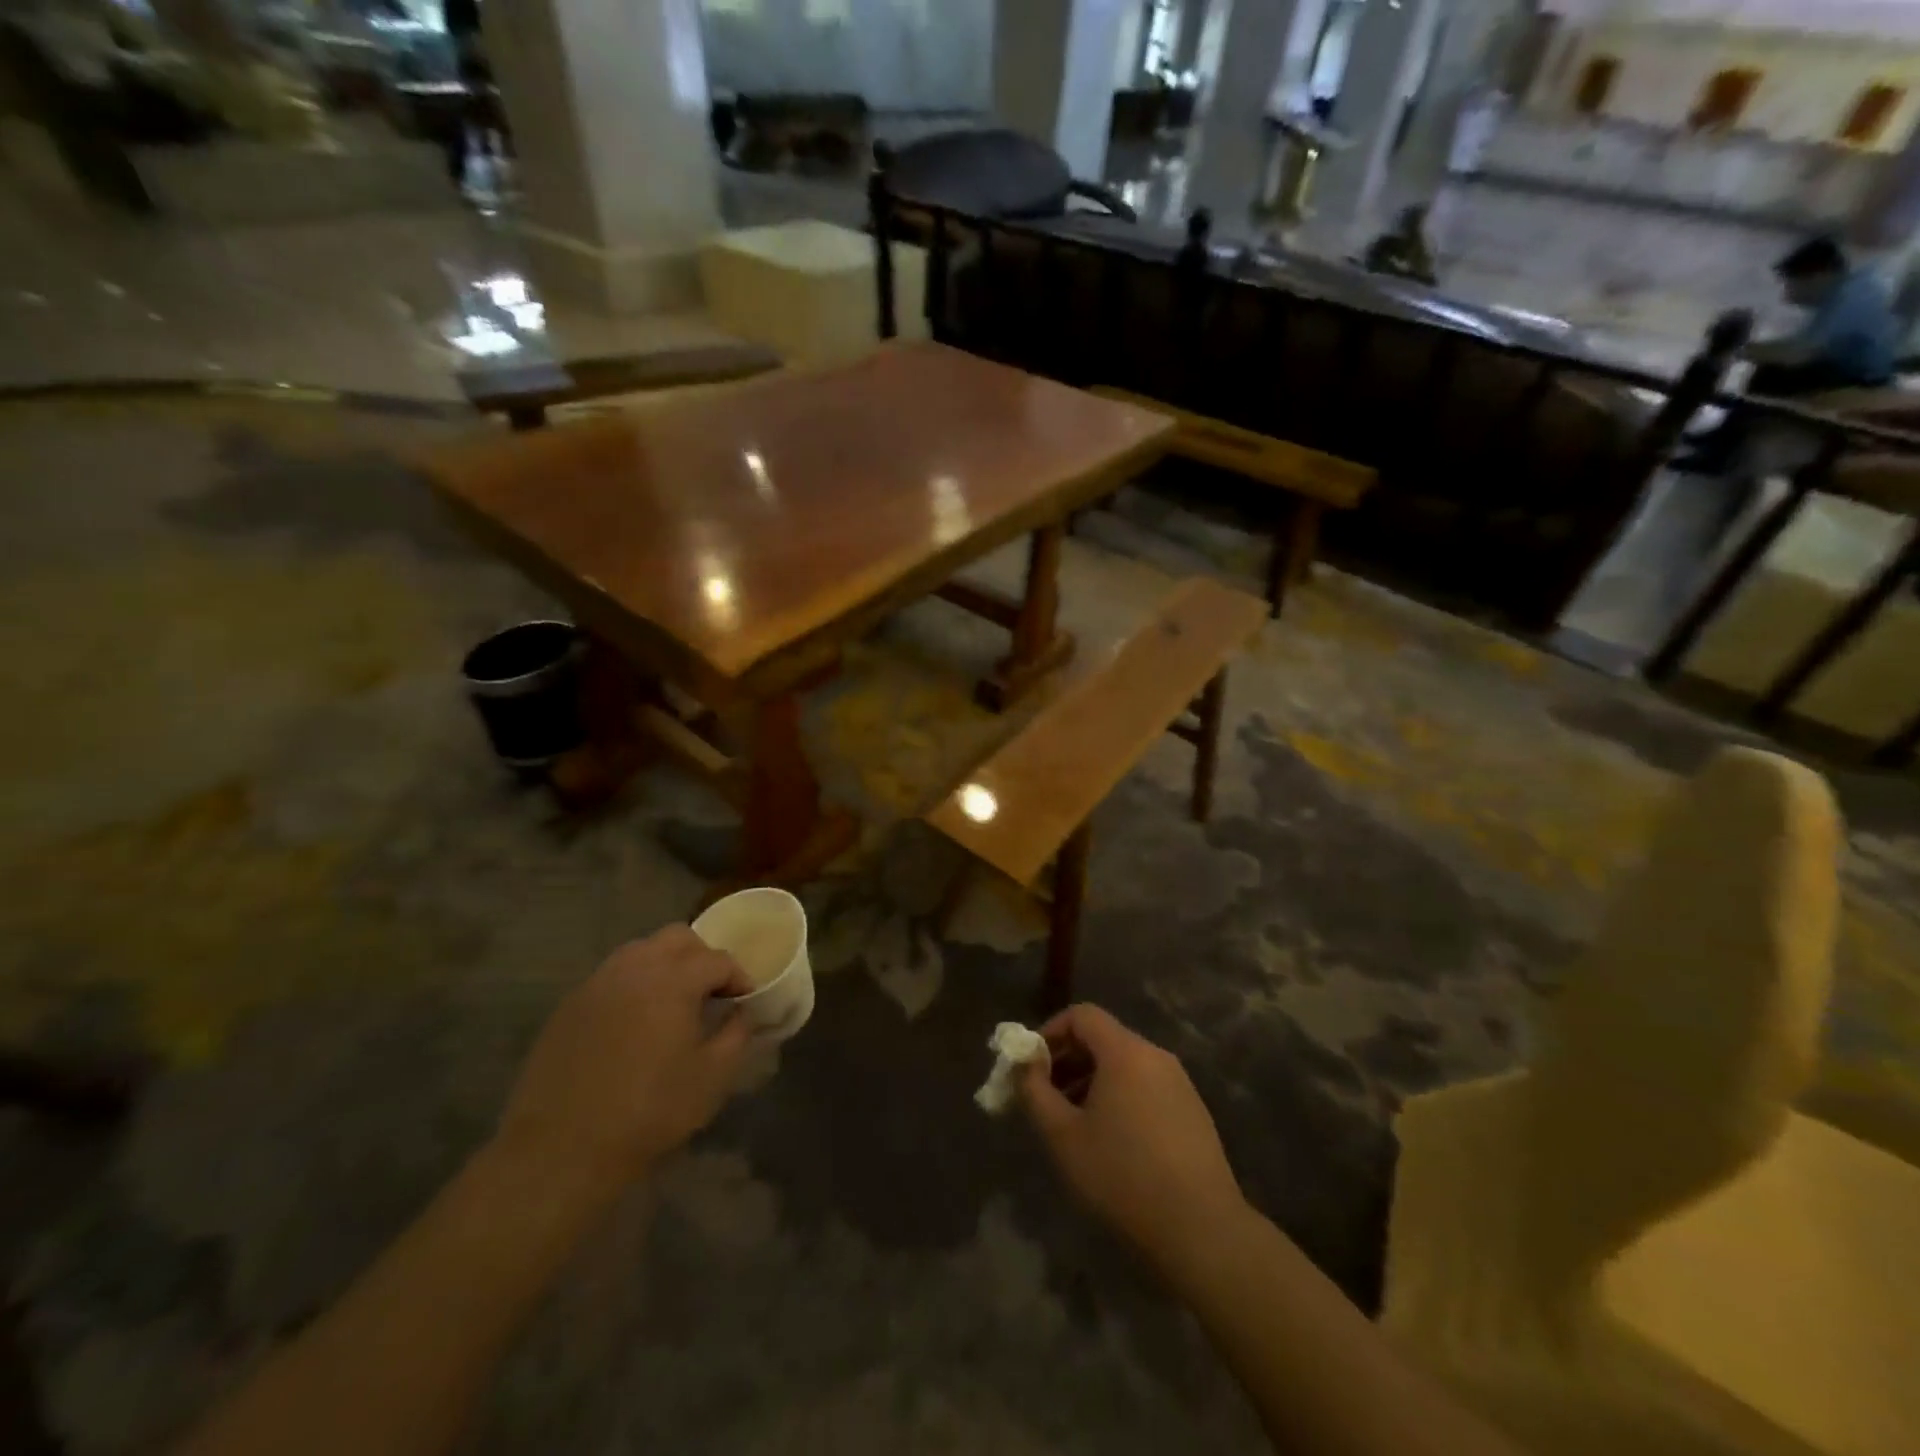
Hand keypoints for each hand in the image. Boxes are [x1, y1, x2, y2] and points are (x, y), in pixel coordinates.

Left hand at [494, 926, 751, 1194]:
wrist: (561, 1150)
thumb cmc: (648, 1111)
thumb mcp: (712, 1078)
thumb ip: (737, 1034)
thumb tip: (740, 1012)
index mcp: (673, 980)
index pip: (717, 959)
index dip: (738, 976)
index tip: (745, 1000)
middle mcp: (634, 968)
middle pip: (677, 938)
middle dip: (701, 957)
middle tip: (711, 991)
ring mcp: (597, 984)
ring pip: (640, 951)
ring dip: (665, 966)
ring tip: (673, 1003)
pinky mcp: (569, 1006)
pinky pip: (612, 977)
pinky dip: (633, 986)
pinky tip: (635, 1023)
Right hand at [1022, 1005, 1245, 1266]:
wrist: (1202, 1230)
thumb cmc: (1123, 1176)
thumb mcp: (1063, 1136)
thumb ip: (1034, 1091)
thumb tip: (1024, 1064)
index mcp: (1126, 1052)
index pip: (1082, 1015)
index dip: (1050, 1032)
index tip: (1032, 1066)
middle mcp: (1156, 1056)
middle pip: (1104, 1039)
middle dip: (1068, 1060)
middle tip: (1046, 1097)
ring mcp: (1180, 1083)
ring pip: (1125, 1065)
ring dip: (1092, 1081)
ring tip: (1074, 1123)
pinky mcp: (1193, 1112)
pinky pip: (1146, 1087)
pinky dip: (1120, 1097)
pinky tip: (1112, 1141)